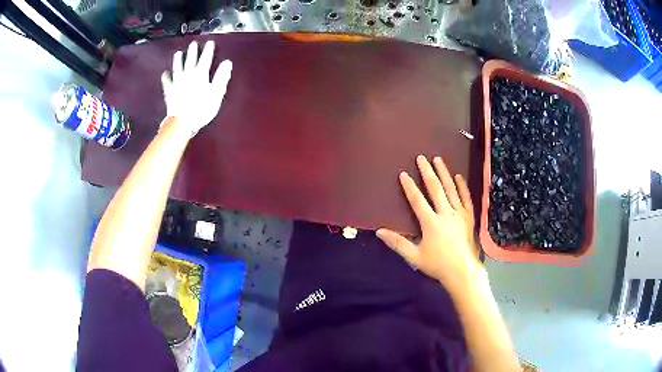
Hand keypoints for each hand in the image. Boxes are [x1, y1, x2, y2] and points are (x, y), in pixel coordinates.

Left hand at [161, 40, 232, 136]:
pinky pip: (167, 82)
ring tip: (178, 53)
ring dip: (178, 60)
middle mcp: (188, 75)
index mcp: (201, 75)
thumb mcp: (216, 93)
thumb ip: (221, 77)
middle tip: (193, 44)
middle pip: (190, 60)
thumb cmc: (201, 109)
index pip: (206, 59)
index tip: (210, 43)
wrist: (182, 121)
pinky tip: (165, 73)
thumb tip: (227, 63)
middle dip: (193, 51)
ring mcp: (177, 83)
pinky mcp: (170, 92)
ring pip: (177, 68)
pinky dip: (166, 77)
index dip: (208, 50)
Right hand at [376, 155, 483, 291]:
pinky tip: (459, 177)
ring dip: (444, 173)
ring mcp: (459, 214)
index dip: (409, 187)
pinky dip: (462, 187)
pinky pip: (466, 198)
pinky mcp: (469, 217)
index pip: (418, 201)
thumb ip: (398, 243)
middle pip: (435, 189)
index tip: (403, 174)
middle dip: (427, 172)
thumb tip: (379, 231)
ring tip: (438, 159)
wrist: (463, 272)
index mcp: (431, 223)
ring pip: (451, 189)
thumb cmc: (438, 265)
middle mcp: (445, 214)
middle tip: (422, 158)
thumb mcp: (414, 257)